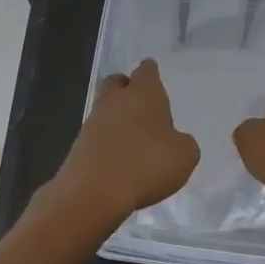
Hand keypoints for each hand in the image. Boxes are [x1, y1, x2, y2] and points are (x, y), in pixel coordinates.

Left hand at [53, 59, 200, 221]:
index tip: (152, 73)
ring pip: (105, 108)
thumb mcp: (185, 156)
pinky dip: (108, 141)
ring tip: (134, 137)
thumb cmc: (147, 164)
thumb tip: (174, 141)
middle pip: (117, 83)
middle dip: (127, 87)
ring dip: (117, 118)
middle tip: (140, 101)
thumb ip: (183, 142)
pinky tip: (119, 158)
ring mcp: (93, 121)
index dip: (150, 72)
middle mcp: (115, 100)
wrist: (94, 191)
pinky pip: (97, 135)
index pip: (146, 71)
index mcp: (144, 93)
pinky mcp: (79, 145)